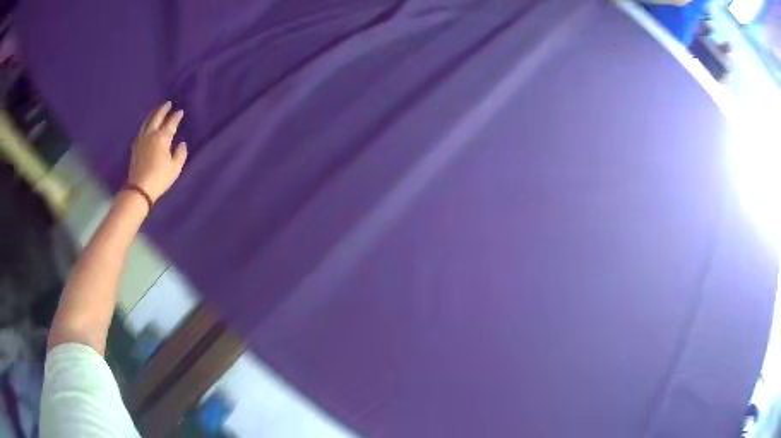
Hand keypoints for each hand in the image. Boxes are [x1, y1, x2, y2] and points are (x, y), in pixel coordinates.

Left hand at [127, 102, 187, 201]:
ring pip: (147, 121)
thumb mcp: (175, 168)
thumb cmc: (159, 178)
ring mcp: (141, 139)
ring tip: (157, 110)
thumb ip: (180, 154)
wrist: (139, 189)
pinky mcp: (135, 146)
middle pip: (157, 117)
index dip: (176, 116)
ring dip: (153, 114)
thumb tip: (182, 144)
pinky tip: (147, 124)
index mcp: (162, 137)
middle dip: (163, 109)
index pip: (171, 122)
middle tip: (168, 103)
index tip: (180, 111)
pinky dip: (146, 123)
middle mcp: (151, 134)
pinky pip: (141, 129)